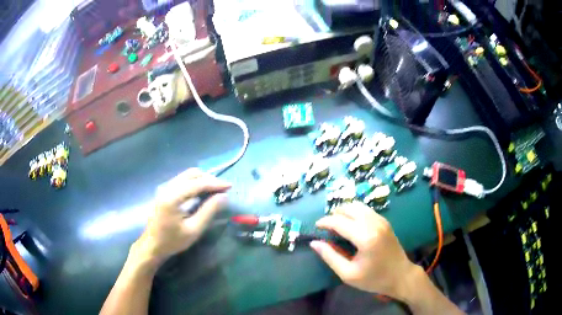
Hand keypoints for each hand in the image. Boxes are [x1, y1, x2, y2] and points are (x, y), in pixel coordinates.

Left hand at [131, 168, 230, 266]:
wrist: (152, 245)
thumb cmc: (172, 241)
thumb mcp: (193, 230)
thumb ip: (208, 211)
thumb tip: (223, 197)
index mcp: (172, 197)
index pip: (197, 183)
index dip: (215, 183)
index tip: (230, 186)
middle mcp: (167, 188)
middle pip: (191, 174)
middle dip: (209, 179)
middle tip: (222, 189)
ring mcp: (164, 188)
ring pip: (186, 175)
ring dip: (202, 179)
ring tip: (215, 190)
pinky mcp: (164, 191)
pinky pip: (182, 180)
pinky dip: (194, 182)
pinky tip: (201, 192)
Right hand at [310, 202, 418, 298]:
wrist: (401, 276)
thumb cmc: (374, 278)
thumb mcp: (348, 274)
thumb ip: (330, 257)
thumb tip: (314, 243)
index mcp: (365, 237)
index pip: (339, 222)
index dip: (325, 222)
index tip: (316, 227)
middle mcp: (374, 224)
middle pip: (349, 208)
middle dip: (334, 214)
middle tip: (326, 227)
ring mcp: (381, 220)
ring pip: (358, 206)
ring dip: (345, 212)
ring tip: (337, 225)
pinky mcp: (385, 221)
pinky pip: (366, 210)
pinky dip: (355, 213)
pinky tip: (351, 225)